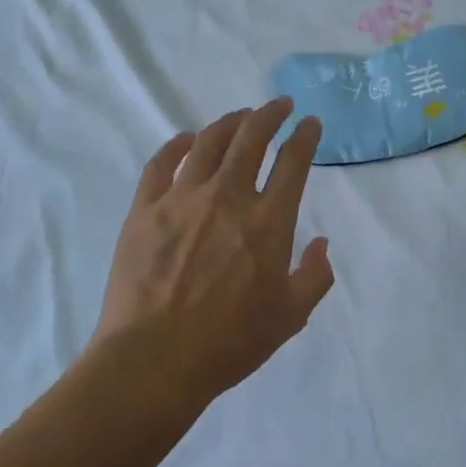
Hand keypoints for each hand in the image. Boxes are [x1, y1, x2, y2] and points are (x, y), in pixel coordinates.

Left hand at [94, 98, 334, 404]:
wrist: (154, 360)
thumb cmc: (229, 343)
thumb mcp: (290, 317)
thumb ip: (314, 276)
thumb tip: (320, 243)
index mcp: (268, 221)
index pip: (293, 162)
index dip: (305, 136)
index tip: (309, 123)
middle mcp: (228, 197)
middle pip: (252, 137)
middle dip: (270, 114)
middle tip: (279, 106)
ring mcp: (182, 198)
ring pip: (209, 142)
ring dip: (229, 123)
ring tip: (239, 117)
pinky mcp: (145, 208)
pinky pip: (161, 162)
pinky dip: (177, 144)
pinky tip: (186, 139)